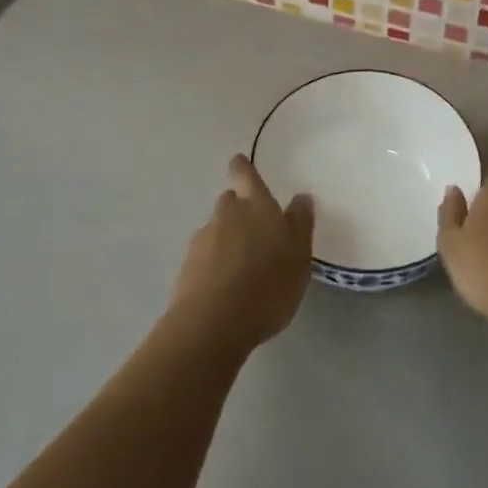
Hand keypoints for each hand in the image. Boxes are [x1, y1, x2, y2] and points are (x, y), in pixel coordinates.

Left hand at [170, 155, 313, 352]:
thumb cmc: (267, 284)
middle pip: (229, 201)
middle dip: (239, 209)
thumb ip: (300, 223)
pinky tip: (226, 287)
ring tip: (243, 266)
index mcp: (256, 205)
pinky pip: (204, 257)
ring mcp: (202, 240)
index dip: (242, 168)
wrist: (212, 324)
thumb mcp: (299, 255)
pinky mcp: (186, 269)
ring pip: (216, 230)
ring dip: (227, 239)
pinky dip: (214, 264)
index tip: (239, 163)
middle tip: (255, 230)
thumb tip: (301, 196)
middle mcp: (226, 214)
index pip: (245, 174)